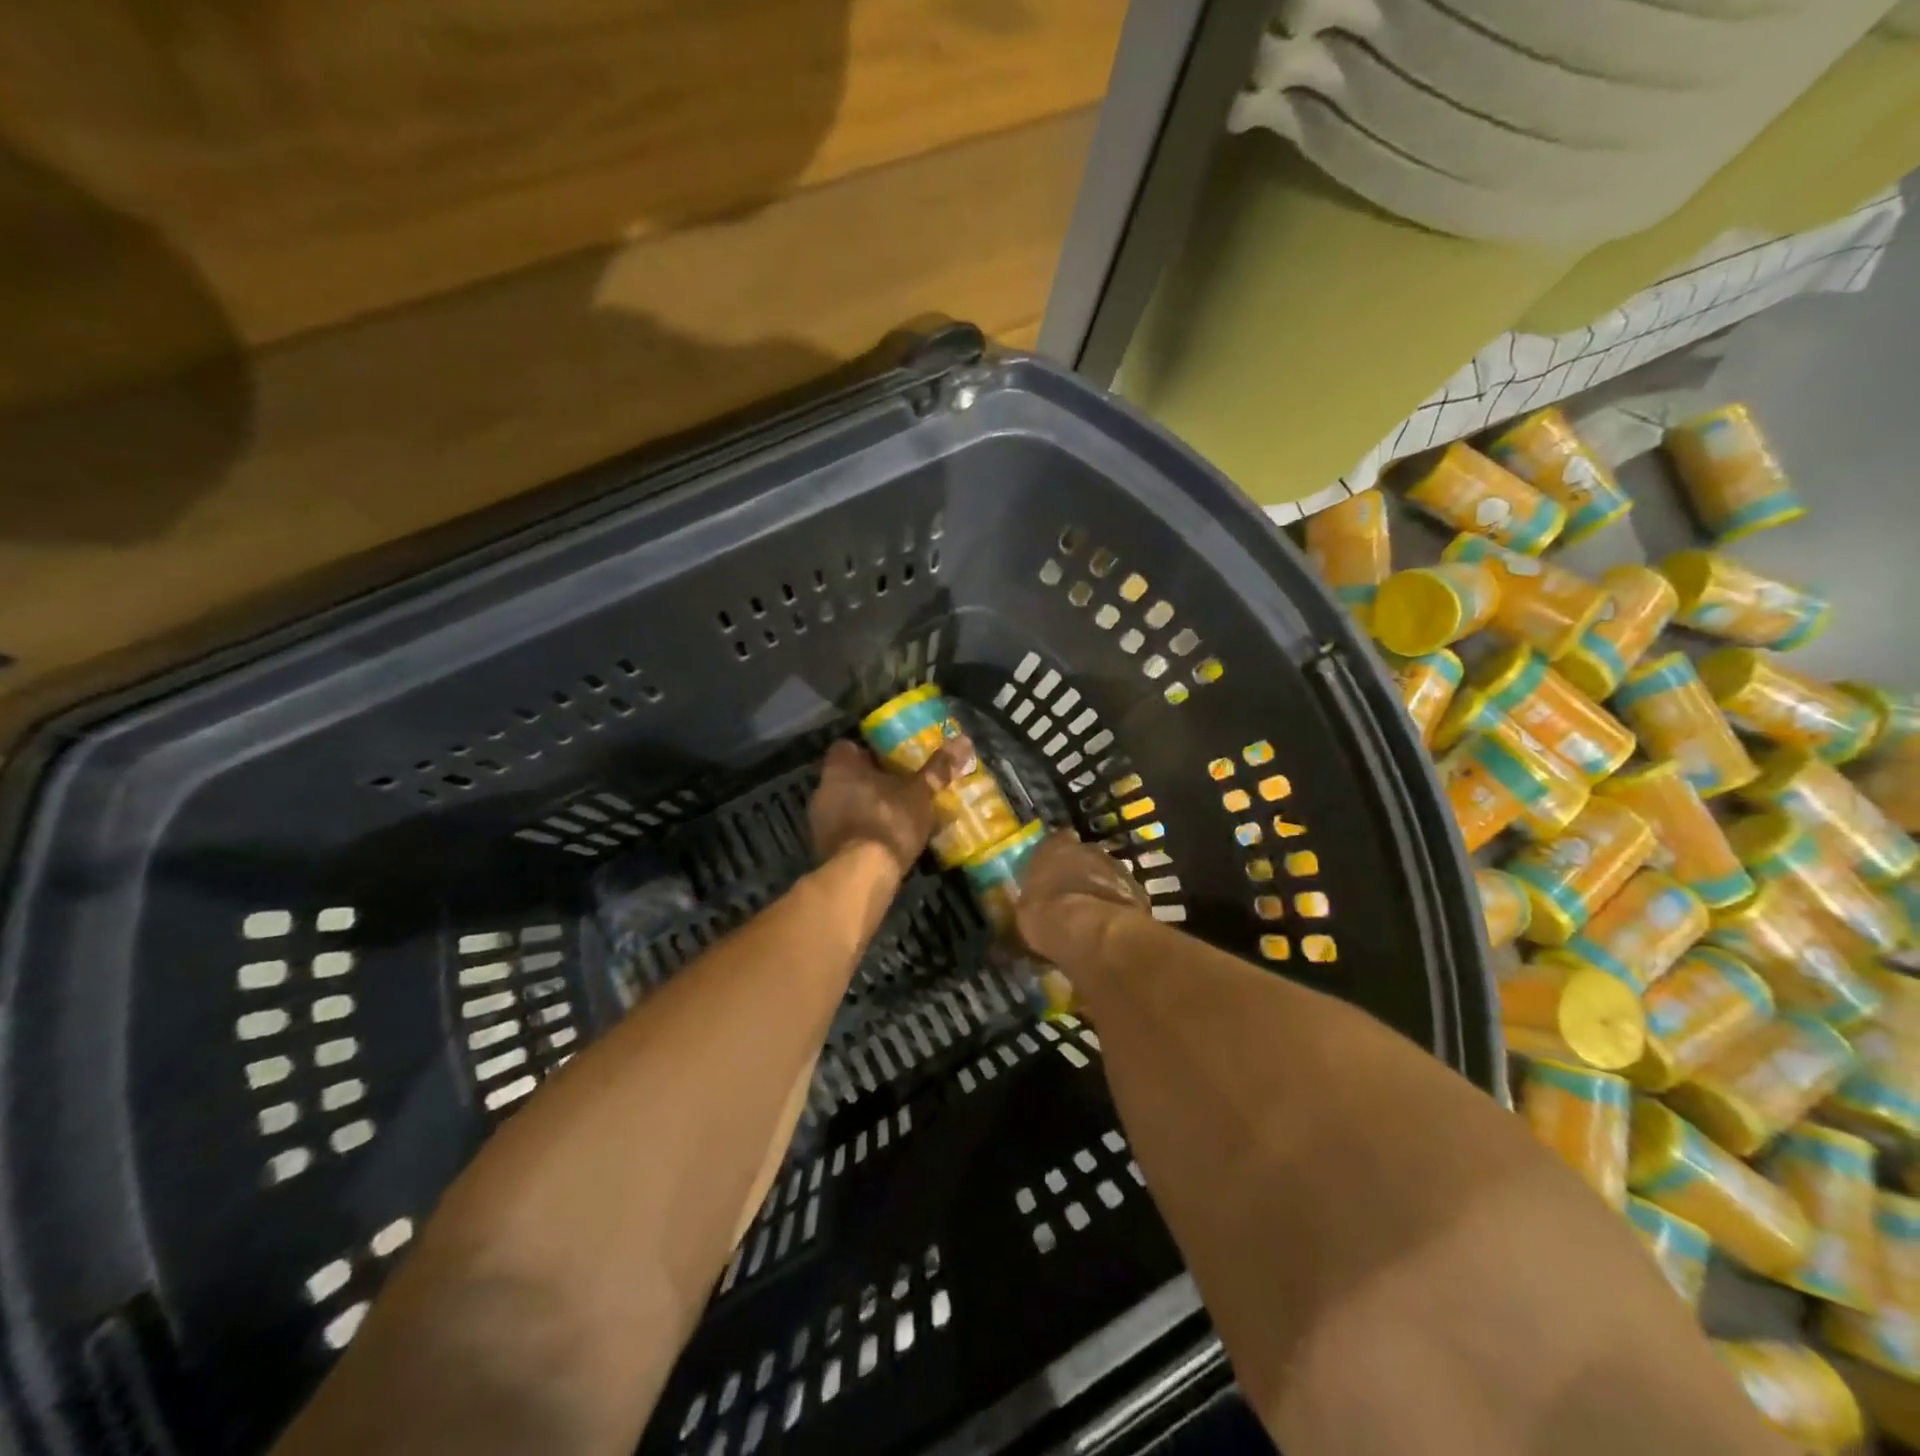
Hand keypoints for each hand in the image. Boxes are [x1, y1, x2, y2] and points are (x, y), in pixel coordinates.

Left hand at [810, 737, 976, 875]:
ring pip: (844, 803)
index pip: (847, 747)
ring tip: (894, 814)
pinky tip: (882, 839)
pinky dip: (860, 831)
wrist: (862, 875)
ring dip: (864, 807)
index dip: (868, 751)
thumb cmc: (889, 821)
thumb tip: (963, 740)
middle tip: (898, 786)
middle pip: (846, 777)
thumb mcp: (920, 793)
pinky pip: (844, 829)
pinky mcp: (823, 847)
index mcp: (840, 767)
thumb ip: (938, 768)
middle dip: (869, 781)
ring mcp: (819, 820)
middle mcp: (823, 788)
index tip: (890, 760)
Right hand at [1013, 831, 1149, 961]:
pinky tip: (1107, 924)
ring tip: (1090, 912)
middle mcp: (1087, 848)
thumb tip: (1029, 901)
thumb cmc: (1048, 915)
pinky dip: (1115, 904)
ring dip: (1098, 887)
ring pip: (1105, 873)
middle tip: (1069, 894)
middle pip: (1082, 855)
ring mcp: (1116, 867)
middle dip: (1077, 871)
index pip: (1053, 841)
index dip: (1052, 858)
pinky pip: (1122, 894)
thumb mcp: (1024, 910)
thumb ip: (1030, 897)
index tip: (1049, 873)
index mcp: (1054, 847)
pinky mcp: (1137, 889)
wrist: (1095, 933)